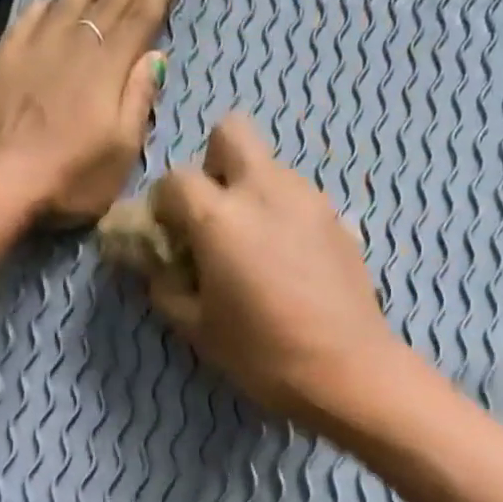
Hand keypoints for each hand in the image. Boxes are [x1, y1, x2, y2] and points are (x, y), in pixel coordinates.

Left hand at [0, 0, 177, 223]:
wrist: (1, 180)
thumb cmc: (72, 176)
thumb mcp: (122, 151)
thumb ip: (138, 100)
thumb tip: (154, 56)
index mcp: (108, 67)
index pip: (139, 20)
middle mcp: (75, 45)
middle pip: (108, 3)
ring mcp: (36, 47)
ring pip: (69, 1)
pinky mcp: (6, 57)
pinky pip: (31, 18)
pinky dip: (46, 4)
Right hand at [147, 115, 405, 427]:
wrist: (347, 369)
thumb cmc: (262, 354)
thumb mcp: (199, 330)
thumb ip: (166, 289)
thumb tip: (156, 268)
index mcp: (220, 217)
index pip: (175, 180)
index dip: (164, 207)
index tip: (169, 238)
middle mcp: (264, 190)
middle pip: (230, 132)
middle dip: (213, 164)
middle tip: (215, 217)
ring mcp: (308, 199)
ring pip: (270, 166)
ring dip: (251, 191)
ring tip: (255, 248)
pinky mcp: (338, 218)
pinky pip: (299, 197)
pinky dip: (283, 214)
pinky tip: (290, 262)